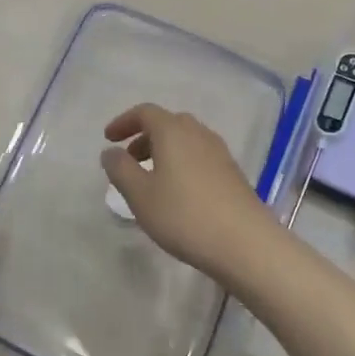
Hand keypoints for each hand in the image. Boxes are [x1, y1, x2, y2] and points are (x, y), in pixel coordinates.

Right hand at [101, 105, 280, 283]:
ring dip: (164, 151)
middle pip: (167, 123)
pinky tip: (178, 193)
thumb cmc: (184, 216)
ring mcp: (219, 152)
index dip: (124, 122)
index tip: (108, 139)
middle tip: (129, 160)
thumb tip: (110, 152)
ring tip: (151, 179)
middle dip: (144, 137)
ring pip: (185, 140)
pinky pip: (199, 156)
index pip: (145, 112)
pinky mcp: (233, 172)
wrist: (245, 243)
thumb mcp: (141, 195)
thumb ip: (120, 170)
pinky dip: (181, 163)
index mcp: (173, 131)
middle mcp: (198, 133)